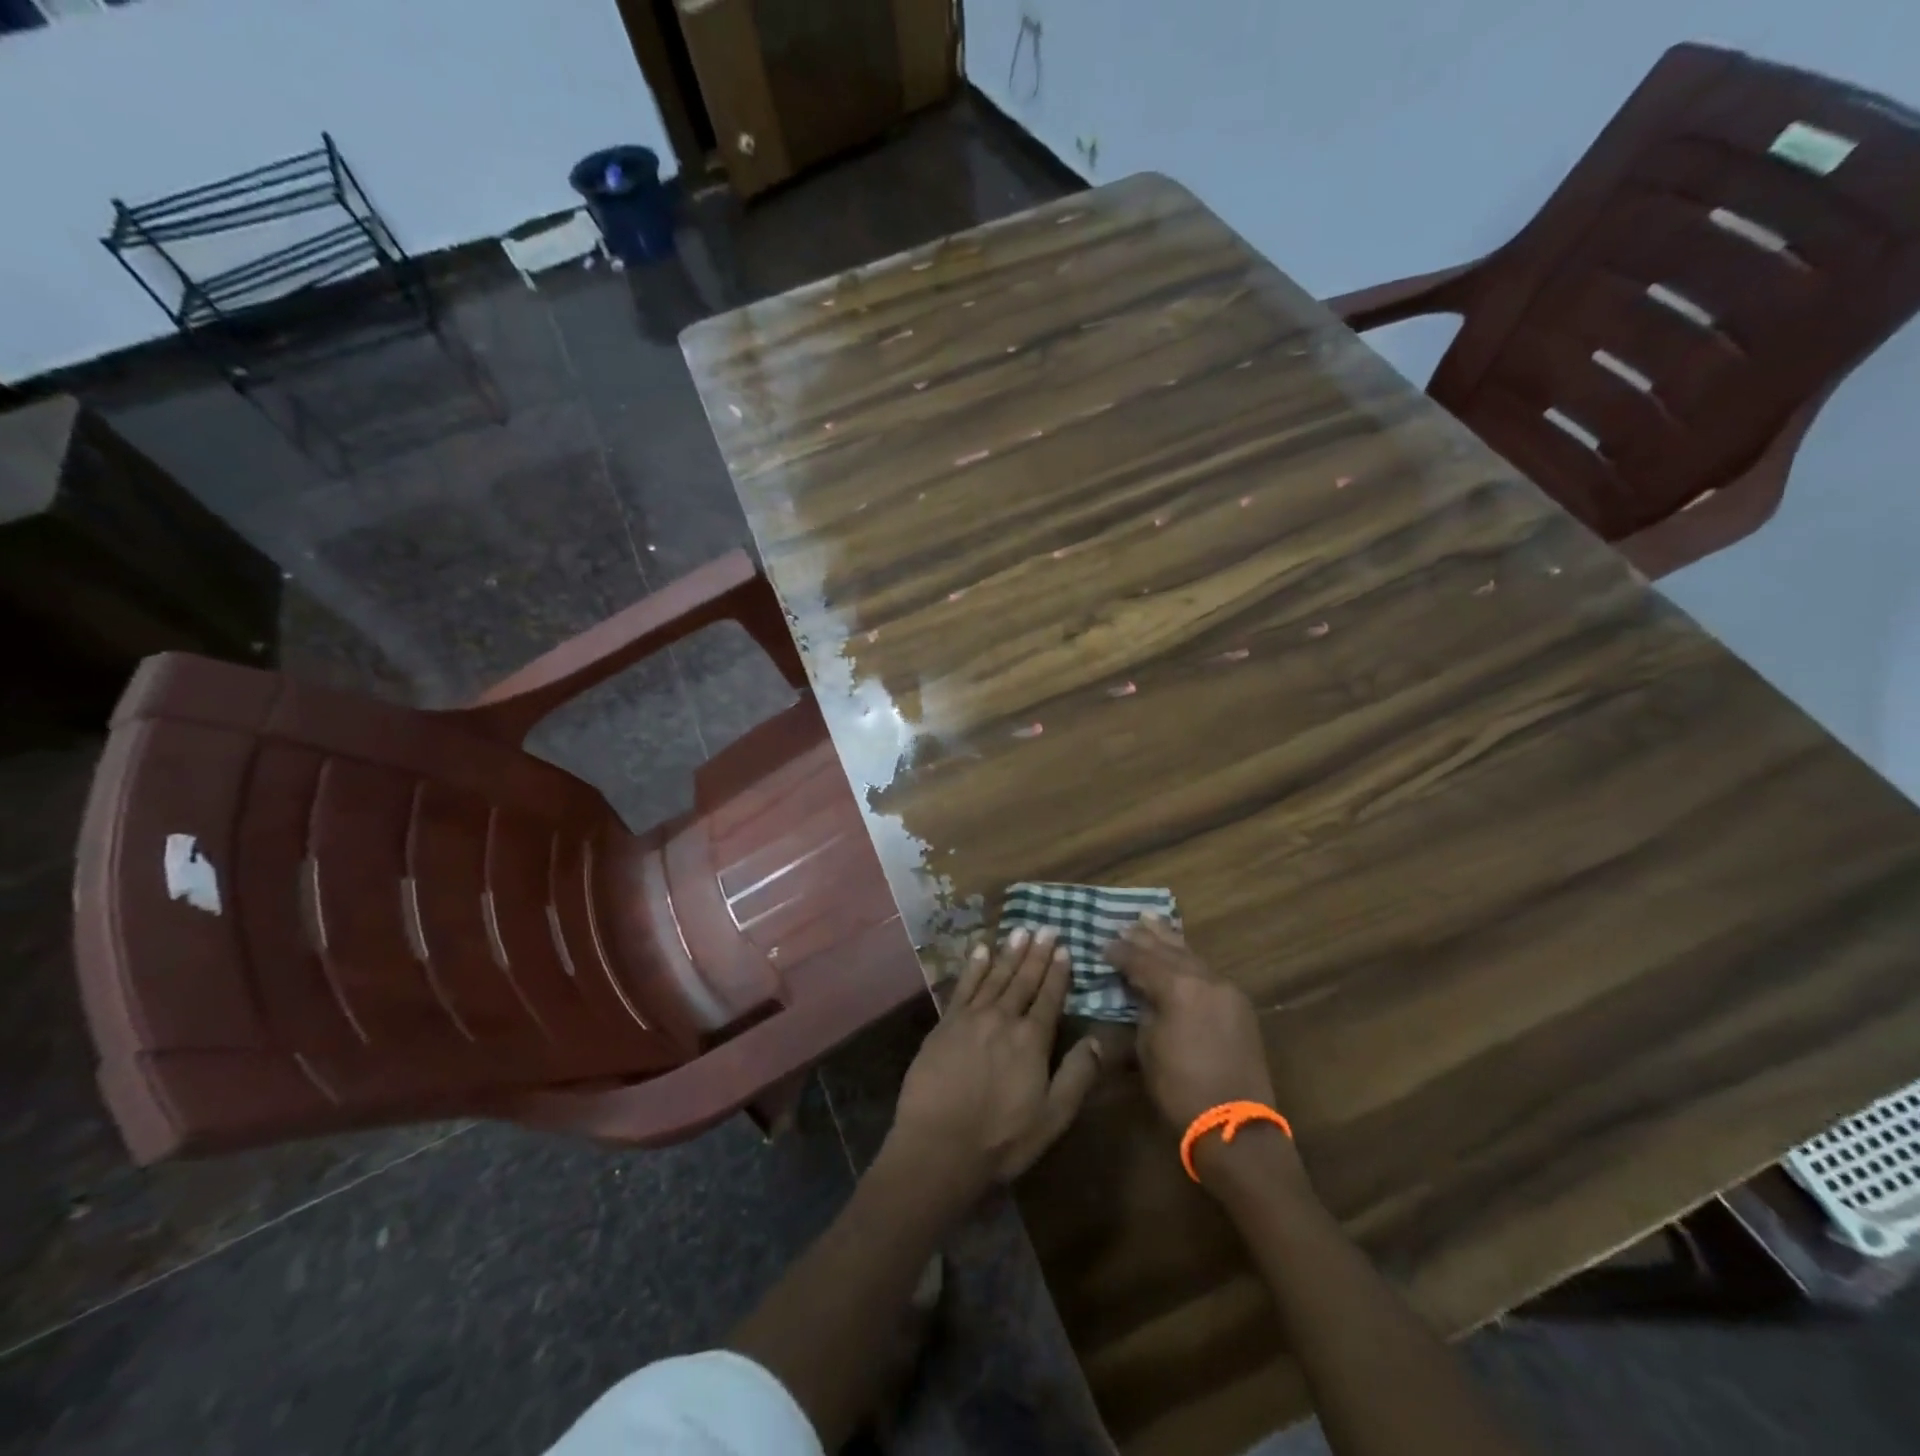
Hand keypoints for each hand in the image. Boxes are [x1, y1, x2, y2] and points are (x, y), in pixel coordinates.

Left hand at [887, 927, 1104, 1195]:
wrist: (939, 1146)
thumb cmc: (1001, 1139)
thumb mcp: (1052, 1117)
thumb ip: (1077, 1076)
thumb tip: (1098, 1040)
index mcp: (1032, 1040)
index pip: (1049, 998)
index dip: (1058, 972)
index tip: (1064, 948)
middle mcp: (1003, 1019)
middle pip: (1023, 980)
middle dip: (1036, 953)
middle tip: (1045, 927)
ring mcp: (971, 1018)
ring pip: (995, 977)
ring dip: (1009, 953)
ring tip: (1020, 930)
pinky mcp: (945, 1024)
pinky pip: (963, 986)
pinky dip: (974, 966)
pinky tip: (981, 950)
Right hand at [1104, 916, 1274, 1128]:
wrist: (1235, 1125)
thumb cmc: (1180, 1089)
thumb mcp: (1147, 1048)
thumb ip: (1143, 1011)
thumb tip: (1141, 994)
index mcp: (1178, 987)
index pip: (1141, 960)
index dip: (1120, 952)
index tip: (1103, 945)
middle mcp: (1204, 979)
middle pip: (1168, 950)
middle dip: (1145, 937)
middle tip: (1125, 924)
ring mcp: (1226, 990)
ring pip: (1192, 955)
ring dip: (1169, 940)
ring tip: (1151, 920)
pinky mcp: (1239, 1005)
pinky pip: (1207, 971)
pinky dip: (1189, 959)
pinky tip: (1180, 953)